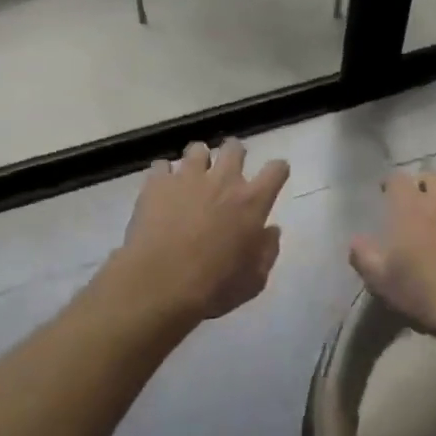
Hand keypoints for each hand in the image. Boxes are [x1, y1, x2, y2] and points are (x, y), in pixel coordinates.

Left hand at [113, 140, 289, 325]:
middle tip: (228, 170)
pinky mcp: (157, 183)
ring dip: (199, 160)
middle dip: (235, 154)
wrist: (160, 283)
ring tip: (193, 176)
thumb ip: (267, 251)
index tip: (274, 176)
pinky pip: (162, 166)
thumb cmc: (213, 287)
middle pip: (234, 148)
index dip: (278, 170)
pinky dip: (164, 175)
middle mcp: (223, 180)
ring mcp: (188, 177)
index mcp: (252, 202)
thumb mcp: (253, 280)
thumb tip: (271, 230)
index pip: (276, 170)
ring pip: (197, 149)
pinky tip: (162, 189)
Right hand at [349, 171, 435, 353]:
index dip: (391, 183)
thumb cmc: (423, 293)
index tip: (386, 192)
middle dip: (425, 182)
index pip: (398, 179)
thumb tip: (354, 240)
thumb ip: (363, 256)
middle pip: (434, 176)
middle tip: (419, 197)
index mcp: (411, 208)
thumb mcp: (381, 280)